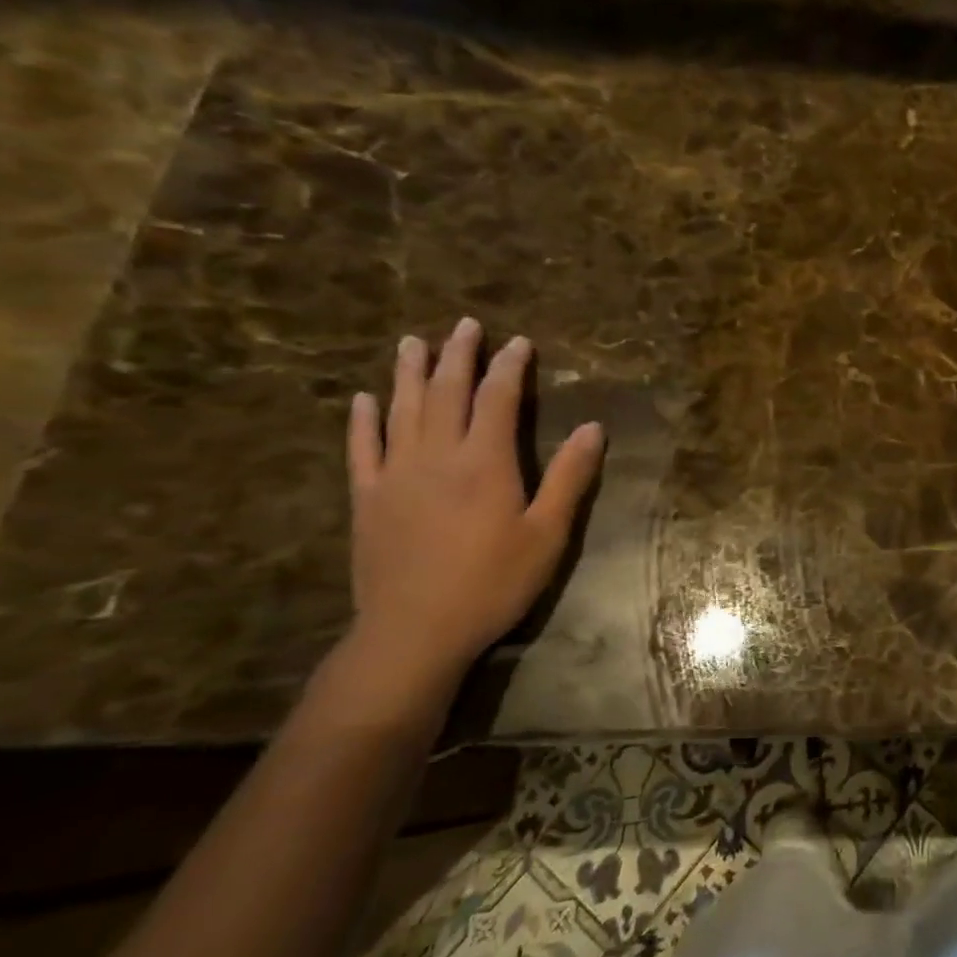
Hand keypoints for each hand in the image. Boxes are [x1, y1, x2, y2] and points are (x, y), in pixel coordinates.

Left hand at [338, 317, 603, 706]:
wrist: (414, 632)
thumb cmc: (493, 582)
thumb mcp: (548, 533)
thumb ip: (569, 477)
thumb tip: (594, 427)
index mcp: (485, 462)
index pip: (498, 398)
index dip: (510, 366)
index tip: (518, 341)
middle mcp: (437, 456)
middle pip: (446, 392)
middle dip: (458, 355)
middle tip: (465, 324)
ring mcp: (395, 475)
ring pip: (401, 410)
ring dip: (408, 372)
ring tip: (413, 342)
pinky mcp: (367, 499)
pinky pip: (362, 448)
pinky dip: (362, 420)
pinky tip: (363, 399)